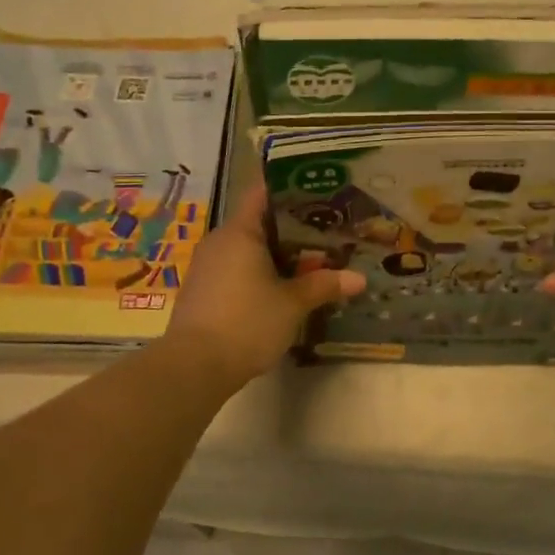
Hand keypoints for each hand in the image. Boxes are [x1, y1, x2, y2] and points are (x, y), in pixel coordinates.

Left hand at [167, 184, 364, 385]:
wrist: (195, 366)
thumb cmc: (247, 323)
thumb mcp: (292, 304)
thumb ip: (324, 285)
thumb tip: (359, 278)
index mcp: (240, 232)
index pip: (262, 193)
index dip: (289, 188)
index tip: (317, 191)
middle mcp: (219, 241)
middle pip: (258, 222)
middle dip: (291, 227)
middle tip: (326, 231)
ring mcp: (207, 266)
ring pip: (247, 249)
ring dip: (275, 254)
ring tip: (310, 260)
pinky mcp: (202, 291)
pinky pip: (235, 270)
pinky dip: (258, 273)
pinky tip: (280, 287)